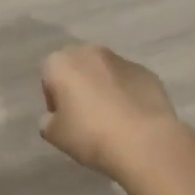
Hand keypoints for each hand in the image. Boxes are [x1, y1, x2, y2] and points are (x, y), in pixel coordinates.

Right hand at [39, 44, 179, 177]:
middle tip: (84, 116)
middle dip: (78, 85)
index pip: (49, 75)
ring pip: (104, 71)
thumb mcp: (55, 136)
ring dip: (103, 87)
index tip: (62, 118)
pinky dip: (126, 93)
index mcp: (62, 63)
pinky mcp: (147, 72)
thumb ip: (48, 121)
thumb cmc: (91, 135)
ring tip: (111, 118)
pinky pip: (128, 81)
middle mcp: (90, 52)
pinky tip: (132, 118)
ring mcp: (122, 59)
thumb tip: (55, 116)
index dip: (53, 98)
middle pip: (77, 66)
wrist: (144, 141)